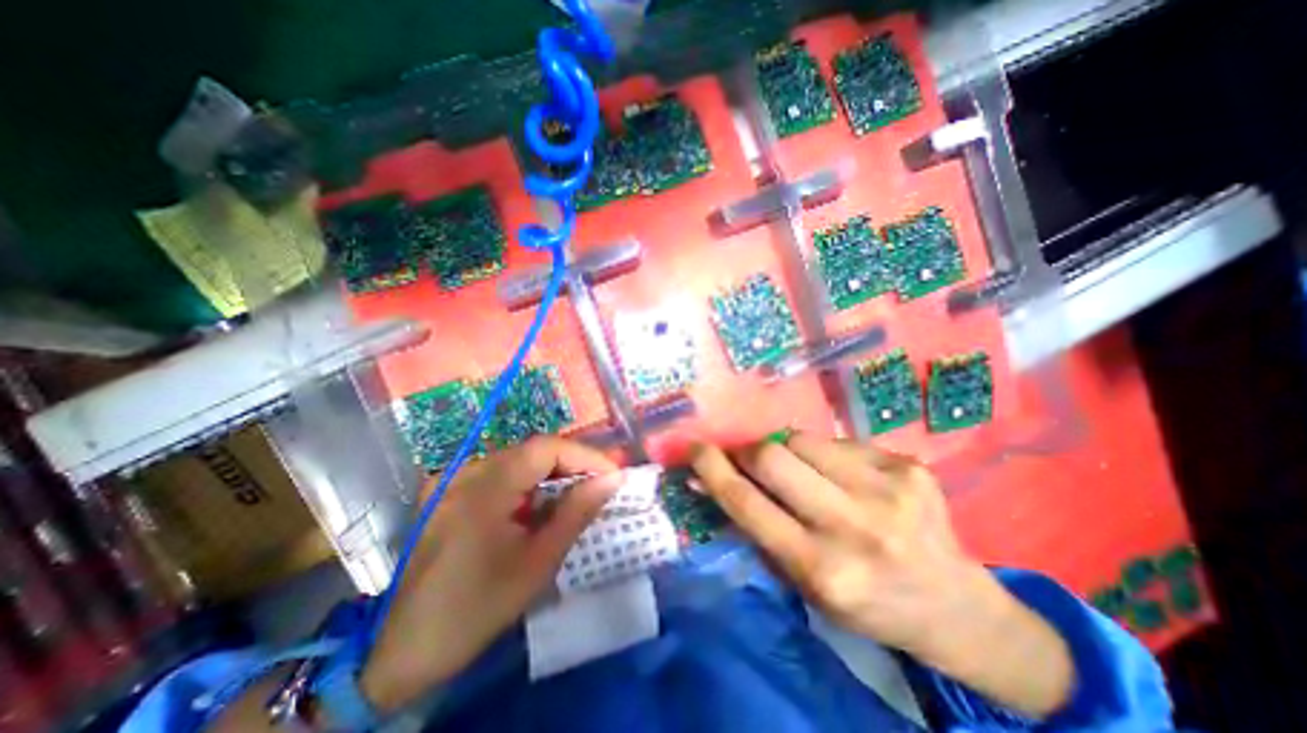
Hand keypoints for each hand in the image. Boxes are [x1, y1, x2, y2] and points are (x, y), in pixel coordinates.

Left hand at [356, 436, 621, 709]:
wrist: (403, 650)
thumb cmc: (477, 609)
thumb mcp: (537, 563)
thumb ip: (577, 513)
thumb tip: (612, 480)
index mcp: (484, 488)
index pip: (546, 448)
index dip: (584, 455)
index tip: (612, 474)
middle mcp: (466, 472)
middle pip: (532, 450)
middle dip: (572, 464)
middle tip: (600, 484)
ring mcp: (452, 479)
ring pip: (518, 459)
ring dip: (551, 473)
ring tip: (576, 494)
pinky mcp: (448, 491)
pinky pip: (499, 473)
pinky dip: (528, 482)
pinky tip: (538, 505)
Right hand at [693, 434, 1071, 718]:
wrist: (955, 606)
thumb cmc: (865, 601)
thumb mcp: (802, 580)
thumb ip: (755, 526)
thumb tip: (710, 482)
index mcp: (822, 569)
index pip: (747, 504)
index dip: (713, 470)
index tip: (694, 449)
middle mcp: (855, 527)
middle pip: (772, 457)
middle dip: (748, 452)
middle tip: (746, 458)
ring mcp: (888, 490)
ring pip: (801, 439)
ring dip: (785, 451)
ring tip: (800, 472)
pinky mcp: (908, 466)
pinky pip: (837, 442)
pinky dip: (823, 454)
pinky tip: (842, 477)